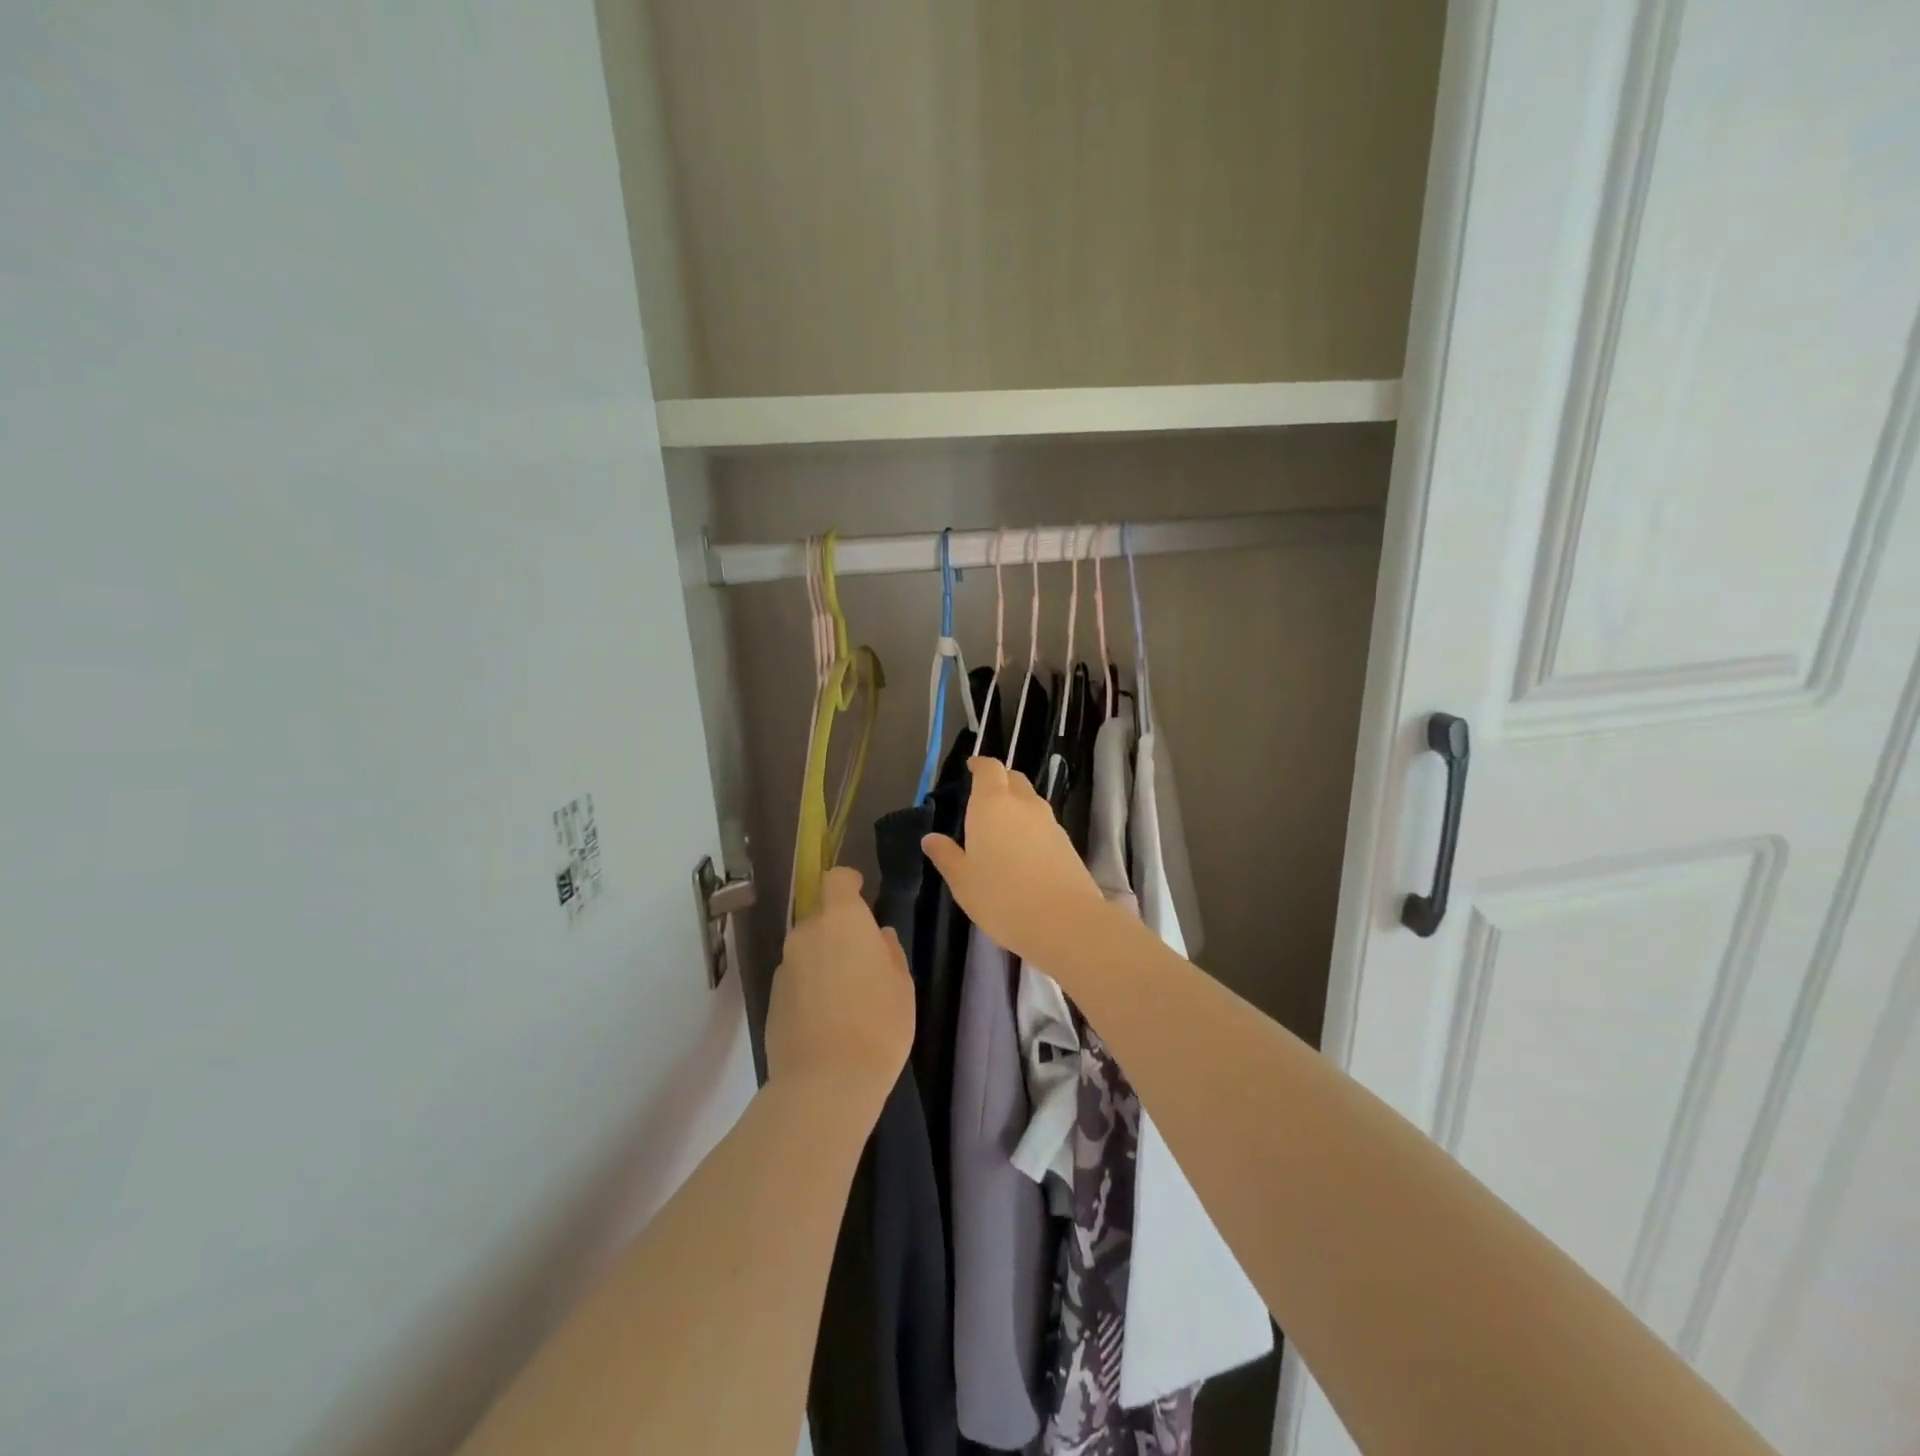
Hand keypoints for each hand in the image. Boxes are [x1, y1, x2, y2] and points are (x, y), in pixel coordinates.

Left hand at [765, 866, 913, 1109]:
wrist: (825, 1083)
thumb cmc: (878, 1025)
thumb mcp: (901, 985)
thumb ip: (889, 952)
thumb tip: (878, 937)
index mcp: (841, 920)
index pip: (836, 879)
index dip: (849, 883)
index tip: (862, 895)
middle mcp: (806, 933)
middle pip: (821, 917)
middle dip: (839, 930)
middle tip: (862, 960)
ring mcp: (785, 965)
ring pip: (807, 949)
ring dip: (824, 959)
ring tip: (845, 994)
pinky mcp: (772, 996)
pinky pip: (796, 977)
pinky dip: (810, 985)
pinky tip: (826, 1016)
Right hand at [921, 758, 1109, 966]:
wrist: (1063, 920)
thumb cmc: (1001, 897)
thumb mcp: (963, 881)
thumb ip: (946, 855)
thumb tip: (931, 838)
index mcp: (992, 804)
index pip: (989, 768)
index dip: (980, 765)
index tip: (971, 768)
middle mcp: (1023, 804)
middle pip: (1013, 778)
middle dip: (999, 781)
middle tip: (983, 798)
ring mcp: (1049, 822)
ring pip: (1030, 801)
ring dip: (1016, 804)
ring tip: (1001, 828)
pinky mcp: (1066, 842)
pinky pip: (1043, 823)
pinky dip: (1031, 827)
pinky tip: (1022, 851)